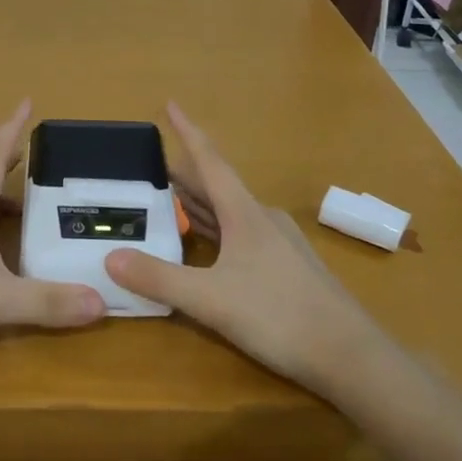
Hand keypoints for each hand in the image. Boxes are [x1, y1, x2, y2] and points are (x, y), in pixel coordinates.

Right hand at [104, 103, 377, 393]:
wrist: (352, 357)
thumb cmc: (279, 316)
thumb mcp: (210, 300)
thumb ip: (159, 278)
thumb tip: (110, 257)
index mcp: (244, 213)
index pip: (210, 160)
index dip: (188, 131)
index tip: (170, 104)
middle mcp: (262, 219)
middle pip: (216, 187)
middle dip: (183, 176)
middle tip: (149, 169)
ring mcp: (279, 244)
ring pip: (229, 212)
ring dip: (198, 205)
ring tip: (167, 202)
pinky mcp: (287, 268)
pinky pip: (240, 235)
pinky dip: (215, 230)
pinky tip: (204, 248)